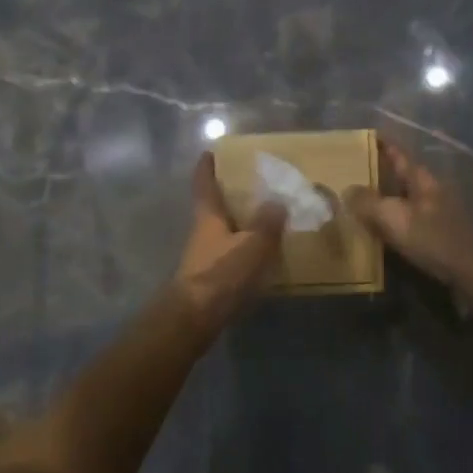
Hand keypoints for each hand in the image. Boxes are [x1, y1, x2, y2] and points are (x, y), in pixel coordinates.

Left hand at [169, 152, 286, 329]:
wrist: (195, 319)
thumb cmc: (222, 274)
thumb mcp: (252, 245)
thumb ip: (266, 223)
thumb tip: (277, 201)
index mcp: (208, 217)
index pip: (204, 185)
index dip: (206, 168)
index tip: (210, 153)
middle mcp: (203, 233)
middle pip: (213, 208)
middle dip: (228, 196)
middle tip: (250, 185)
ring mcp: (204, 257)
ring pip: (223, 232)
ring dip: (239, 224)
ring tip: (264, 219)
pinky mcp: (210, 279)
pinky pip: (229, 255)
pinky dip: (243, 249)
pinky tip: (261, 255)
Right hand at [345, 137, 472, 286]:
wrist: (469, 271)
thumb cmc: (431, 238)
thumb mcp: (394, 218)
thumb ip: (368, 203)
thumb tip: (348, 190)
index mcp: (421, 179)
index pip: (399, 154)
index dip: (384, 144)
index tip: (368, 135)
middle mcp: (430, 190)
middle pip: (402, 175)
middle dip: (381, 171)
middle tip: (355, 171)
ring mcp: (437, 211)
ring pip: (405, 196)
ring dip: (386, 196)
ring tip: (362, 200)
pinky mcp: (438, 231)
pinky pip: (409, 216)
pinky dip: (394, 216)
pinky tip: (382, 227)